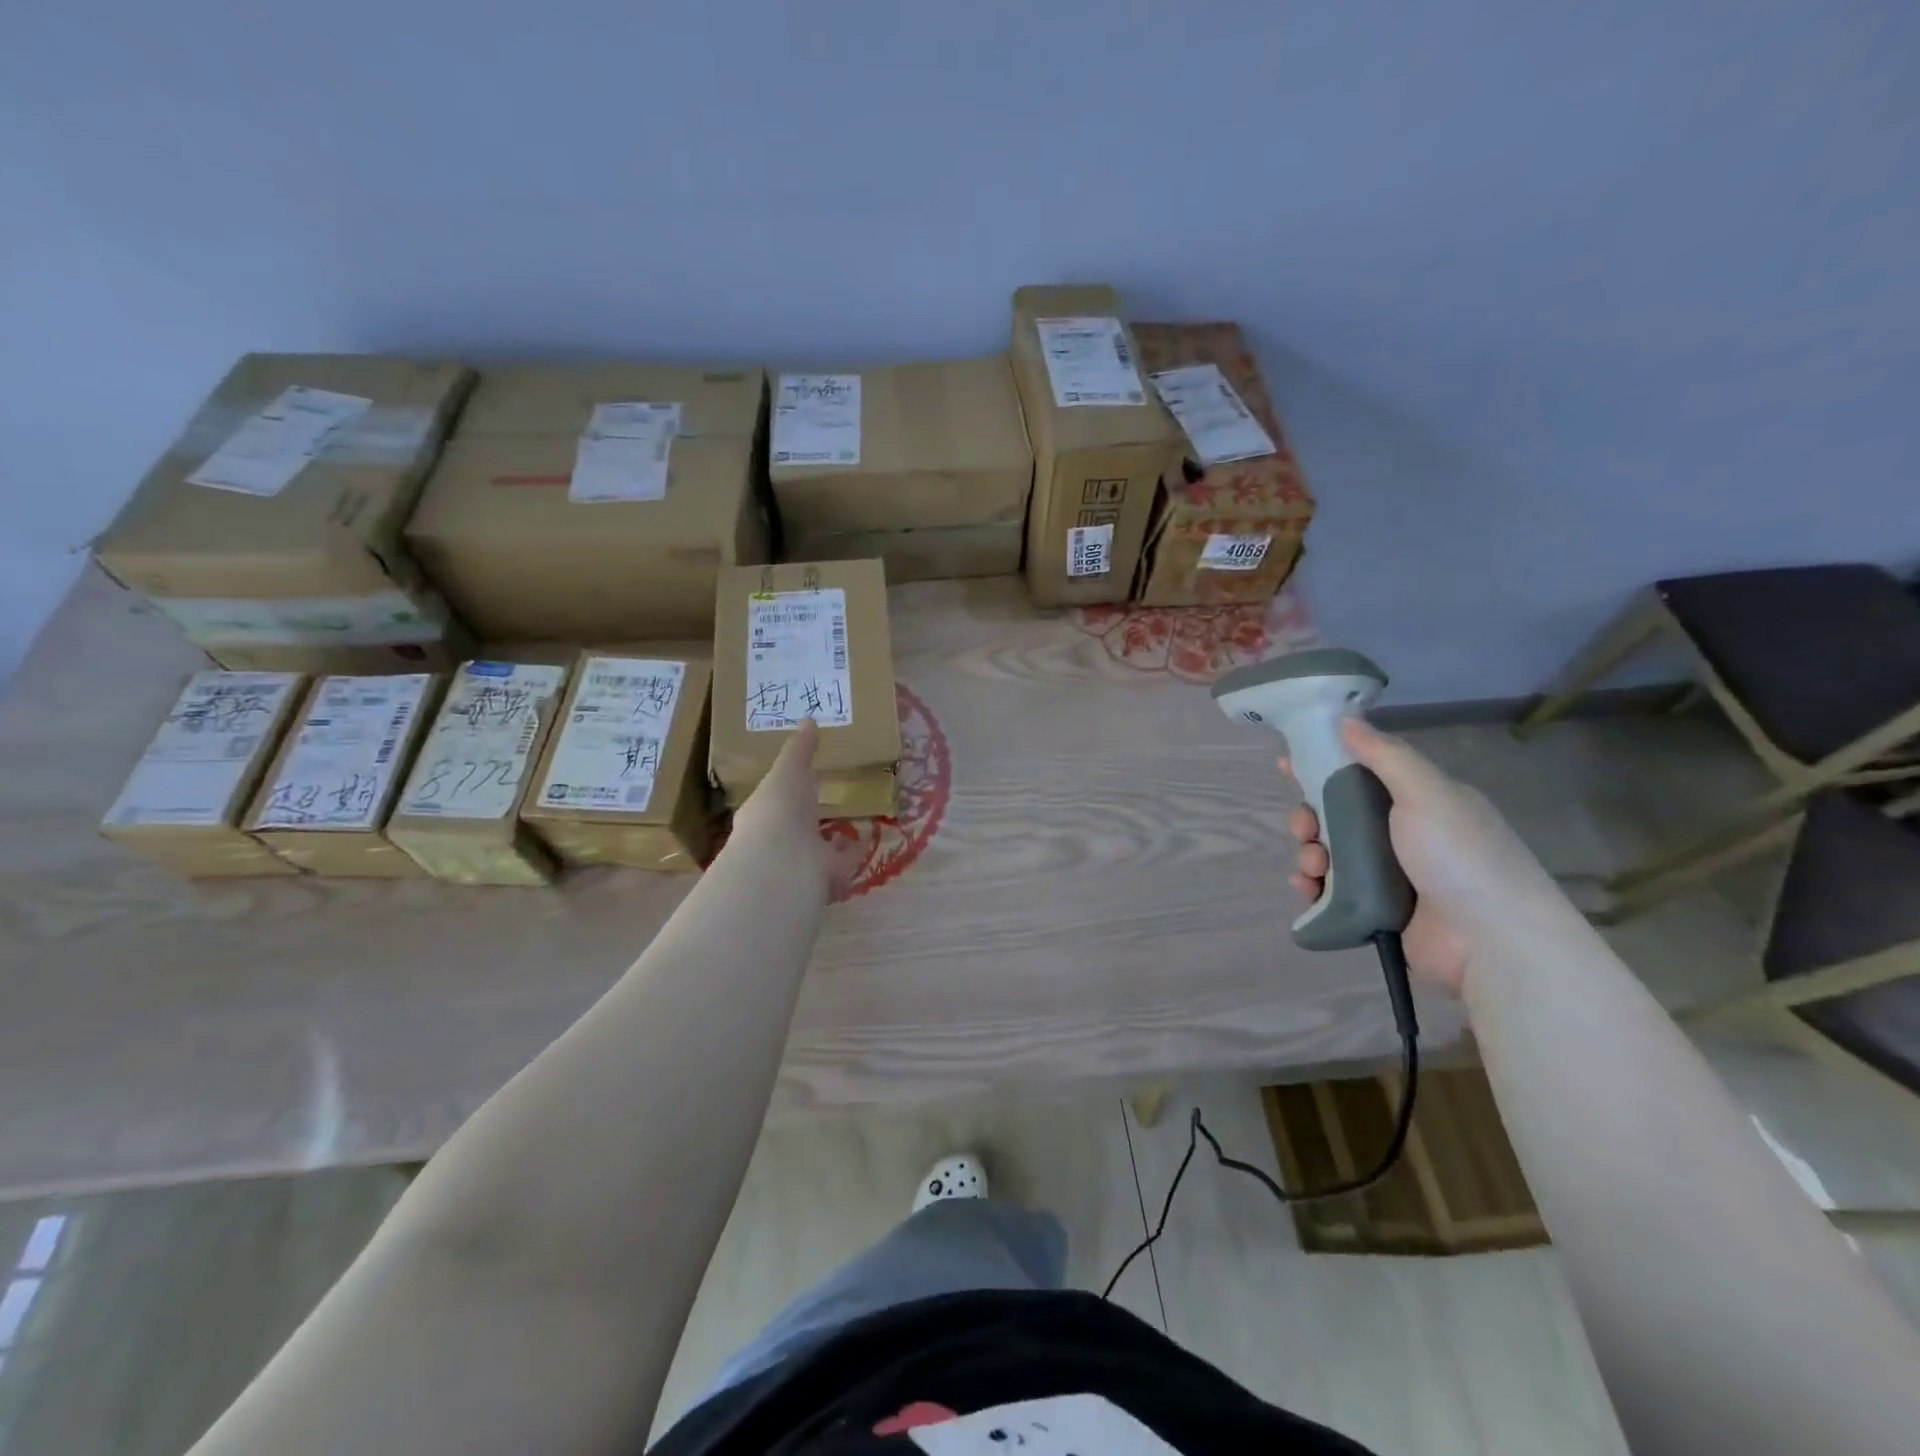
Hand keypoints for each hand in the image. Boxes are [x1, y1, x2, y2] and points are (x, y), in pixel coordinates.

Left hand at [728, 722, 855, 901]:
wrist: (785, 862)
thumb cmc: (779, 811)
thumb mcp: (788, 771)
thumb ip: (799, 749)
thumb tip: (809, 719)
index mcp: (763, 815)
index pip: (773, 802)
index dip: (786, 792)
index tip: (803, 780)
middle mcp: (780, 842)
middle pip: (797, 829)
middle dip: (809, 819)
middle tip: (826, 804)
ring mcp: (803, 863)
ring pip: (819, 850)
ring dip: (832, 839)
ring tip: (850, 823)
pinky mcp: (829, 880)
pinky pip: (844, 863)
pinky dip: (854, 852)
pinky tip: (867, 837)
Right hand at [1284, 718, 1554, 996]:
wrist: (1490, 941)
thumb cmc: (1459, 856)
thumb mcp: (1427, 793)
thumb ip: (1385, 755)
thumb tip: (1346, 719)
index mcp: (1419, 801)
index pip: (1362, 772)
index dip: (1323, 765)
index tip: (1288, 764)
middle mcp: (1402, 834)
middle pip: (1337, 814)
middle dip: (1309, 817)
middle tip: (1304, 827)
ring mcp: (1388, 874)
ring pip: (1329, 852)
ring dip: (1310, 853)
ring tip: (1314, 866)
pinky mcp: (1375, 909)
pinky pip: (1330, 891)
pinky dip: (1313, 886)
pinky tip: (1307, 887)